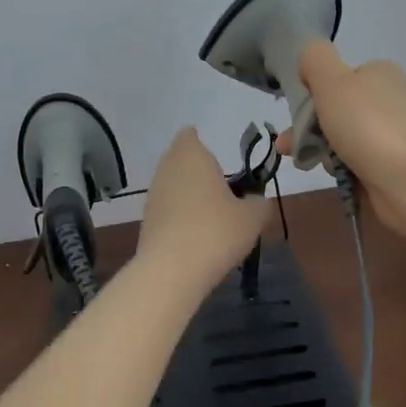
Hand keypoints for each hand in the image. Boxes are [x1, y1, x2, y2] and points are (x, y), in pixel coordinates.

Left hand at [135, 128, 268, 289]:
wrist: (171, 271)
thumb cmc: (216, 231)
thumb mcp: (252, 218)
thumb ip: (259, 204)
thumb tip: (256, 201)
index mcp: (192, 156)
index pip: (190, 135)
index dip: (202, 143)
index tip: (219, 160)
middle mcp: (167, 168)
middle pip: (181, 160)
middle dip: (199, 171)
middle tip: (223, 189)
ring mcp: (153, 195)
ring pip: (173, 185)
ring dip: (189, 194)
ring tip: (213, 216)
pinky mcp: (146, 221)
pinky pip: (167, 209)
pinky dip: (180, 216)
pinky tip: (197, 236)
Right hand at [277, 41, 405, 232]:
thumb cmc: (366, 125)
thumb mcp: (331, 80)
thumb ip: (315, 59)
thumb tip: (310, 59)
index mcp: (382, 73)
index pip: (339, 78)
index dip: (314, 94)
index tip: (298, 113)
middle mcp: (393, 99)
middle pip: (339, 110)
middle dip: (310, 128)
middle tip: (289, 146)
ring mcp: (397, 133)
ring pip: (346, 138)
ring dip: (323, 151)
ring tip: (308, 164)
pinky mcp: (398, 165)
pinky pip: (360, 162)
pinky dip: (345, 169)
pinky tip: (337, 177)